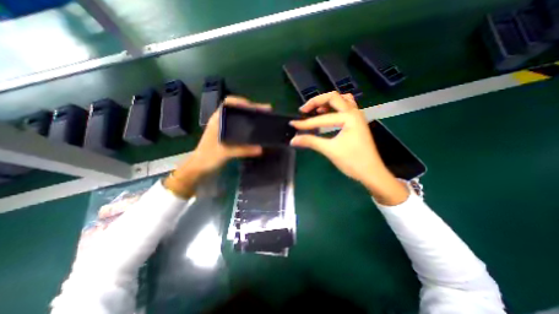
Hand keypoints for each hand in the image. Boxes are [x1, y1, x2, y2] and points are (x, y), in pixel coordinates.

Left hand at [164, 95, 271, 198]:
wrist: (200, 167)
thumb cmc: (208, 157)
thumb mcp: (225, 152)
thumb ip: (242, 150)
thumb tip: (261, 148)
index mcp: (218, 120)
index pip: (229, 103)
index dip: (242, 102)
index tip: (255, 107)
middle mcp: (221, 121)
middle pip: (237, 109)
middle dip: (251, 109)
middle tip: (265, 111)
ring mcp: (224, 128)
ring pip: (239, 117)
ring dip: (251, 116)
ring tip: (263, 118)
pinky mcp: (228, 135)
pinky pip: (240, 126)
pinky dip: (249, 125)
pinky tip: (256, 129)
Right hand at [291, 92, 409, 204]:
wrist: (371, 173)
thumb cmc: (353, 161)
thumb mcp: (330, 150)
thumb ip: (310, 142)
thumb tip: (293, 140)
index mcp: (349, 117)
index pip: (322, 118)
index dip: (306, 123)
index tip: (293, 124)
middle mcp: (354, 112)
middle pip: (333, 97)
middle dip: (316, 102)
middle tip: (304, 110)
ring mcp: (357, 116)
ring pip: (341, 100)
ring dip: (326, 102)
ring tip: (315, 110)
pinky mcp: (356, 122)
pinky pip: (345, 108)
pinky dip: (334, 108)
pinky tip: (327, 115)